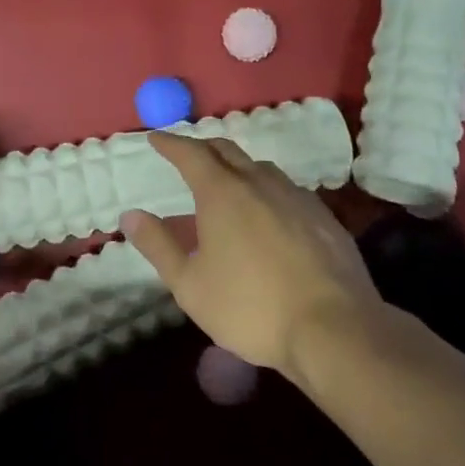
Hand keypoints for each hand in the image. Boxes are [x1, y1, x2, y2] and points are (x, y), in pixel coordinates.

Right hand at [120, 132, 380, 377]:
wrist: (333, 327)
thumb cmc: (251, 306)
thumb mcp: (190, 285)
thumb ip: (158, 246)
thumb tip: (130, 215)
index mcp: (222, 192)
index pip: (190, 153)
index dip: (170, 143)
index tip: (155, 138)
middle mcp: (259, 182)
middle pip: (226, 150)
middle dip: (202, 148)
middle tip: (187, 155)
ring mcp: (295, 195)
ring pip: (259, 168)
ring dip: (237, 167)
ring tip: (227, 185)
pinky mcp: (323, 215)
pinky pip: (286, 189)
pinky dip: (266, 190)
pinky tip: (268, 214)